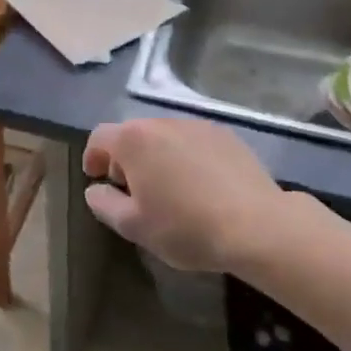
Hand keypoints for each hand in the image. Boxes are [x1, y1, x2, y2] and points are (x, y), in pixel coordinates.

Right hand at [83, 117, 280, 272]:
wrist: (257, 226)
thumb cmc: (186, 227)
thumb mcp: (134, 227)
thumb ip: (104, 204)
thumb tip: (95, 189)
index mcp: (133, 140)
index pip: (99, 137)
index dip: (93, 157)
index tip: (98, 179)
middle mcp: (161, 123)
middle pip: (132, 134)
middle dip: (126, 158)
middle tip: (134, 190)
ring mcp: (196, 125)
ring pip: (164, 137)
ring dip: (158, 157)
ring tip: (170, 189)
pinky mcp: (225, 135)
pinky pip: (193, 142)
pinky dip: (187, 157)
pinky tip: (201, 186)